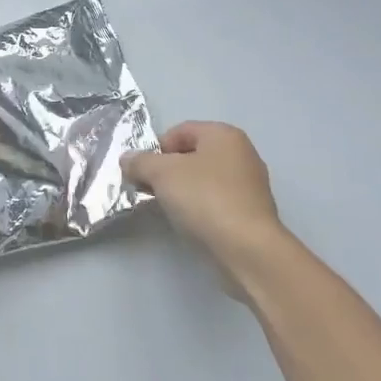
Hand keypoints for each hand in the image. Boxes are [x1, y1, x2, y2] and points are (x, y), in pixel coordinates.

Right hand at [122, 122, 293, 288]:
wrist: (248, 249)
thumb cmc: (205, 199)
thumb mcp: (162, 174)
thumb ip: (140, 162)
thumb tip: (127, 159)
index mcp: (224, 134)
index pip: (180, 130)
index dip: (156, 149)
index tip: (142, 172)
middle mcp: (242, 153)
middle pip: (193, 154)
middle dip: (168, 171)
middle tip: (150, 190)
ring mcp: (250, 184)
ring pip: (205, 179)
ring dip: (183, 190)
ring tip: (169, 209)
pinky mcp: (252, 212)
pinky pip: (217, 201)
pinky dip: (201, 207)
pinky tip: (191, 223)